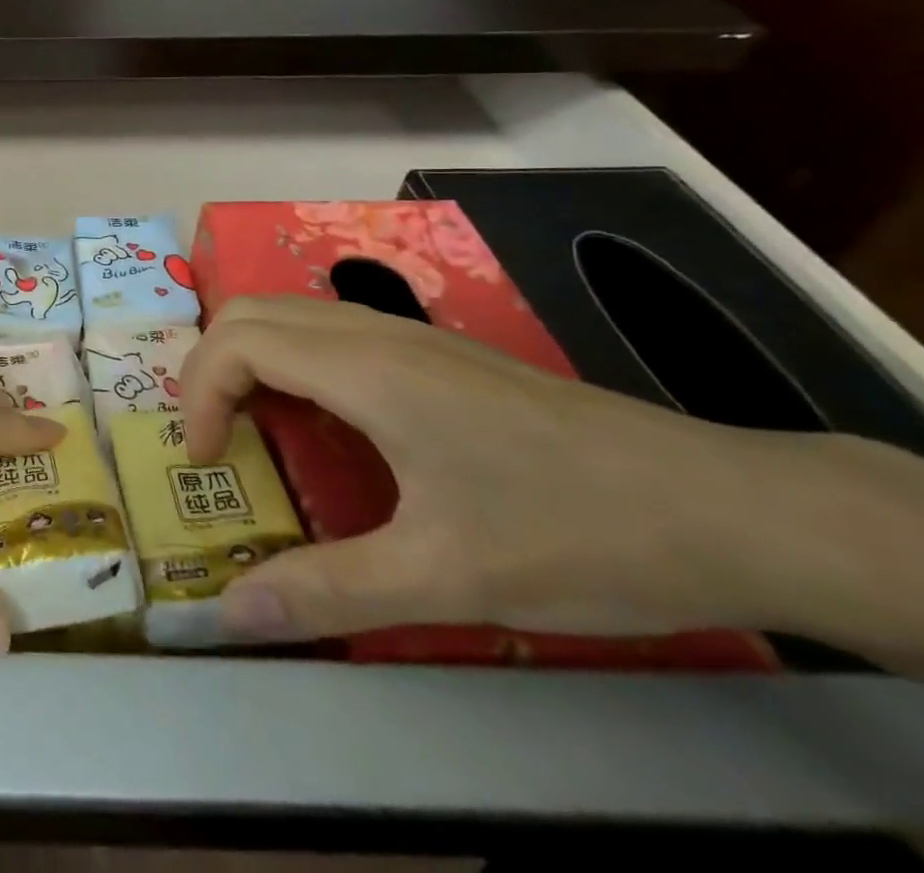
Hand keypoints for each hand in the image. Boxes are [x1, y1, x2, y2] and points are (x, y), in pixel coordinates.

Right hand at [182, 295, 892, 648]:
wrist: (727, 508)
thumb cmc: (575, 532)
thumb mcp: (446, 577)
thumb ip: (329, 591)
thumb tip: (232, 615)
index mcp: (366, 369)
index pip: (238, 342)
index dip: (199, 394)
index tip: (209, 465)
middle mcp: (377, 334)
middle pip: (251, 312)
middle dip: (210, 368)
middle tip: (216, 441)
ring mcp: (411, 337)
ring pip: (291, 316)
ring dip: (250, 362)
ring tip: (254, 432)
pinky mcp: (439, 355)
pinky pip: (331, 335)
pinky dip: (292, 364)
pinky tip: (325, 428)